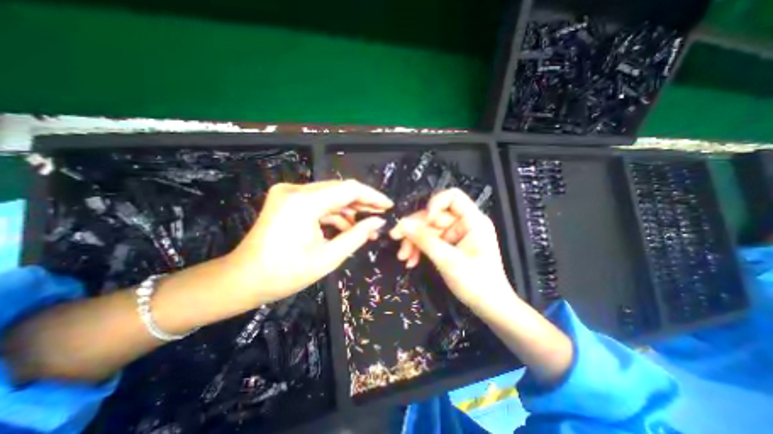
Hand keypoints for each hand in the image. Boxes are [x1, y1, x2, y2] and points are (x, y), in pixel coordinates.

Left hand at [226, 180, 392, 304]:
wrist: (243, 279)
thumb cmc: (285, 274)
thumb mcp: (328, 257)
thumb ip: (357, 236)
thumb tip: (378, 222)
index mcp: (304, 203)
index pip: (348, 190)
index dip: (372, 196)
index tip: (388, 205)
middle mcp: (296, 190)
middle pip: (339, 190)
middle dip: (362, 203)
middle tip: (380, 216)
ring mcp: (289, 193)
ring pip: (330, 196)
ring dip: (349, 210)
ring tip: (366, 226)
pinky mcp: (288, 199)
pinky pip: (318, 202)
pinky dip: (334, 213)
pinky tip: (347, 226)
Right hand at [390, 188, 515, 312]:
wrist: (488, 306)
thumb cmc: (476, 283)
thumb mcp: (448, 260)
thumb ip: (424, 240)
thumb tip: (402, 224)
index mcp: (472, 221)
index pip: (453, 197)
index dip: (435, 203)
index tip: (423, 220)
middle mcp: (463, 223)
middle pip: (434, 215)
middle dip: (415, 229)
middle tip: (396, 240)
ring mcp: (455, 234)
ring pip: (428, 229)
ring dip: (413, 241)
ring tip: (403, 257)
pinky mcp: (449, 244)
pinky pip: (429, 240)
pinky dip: (419, 249)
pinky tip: (410, 260)